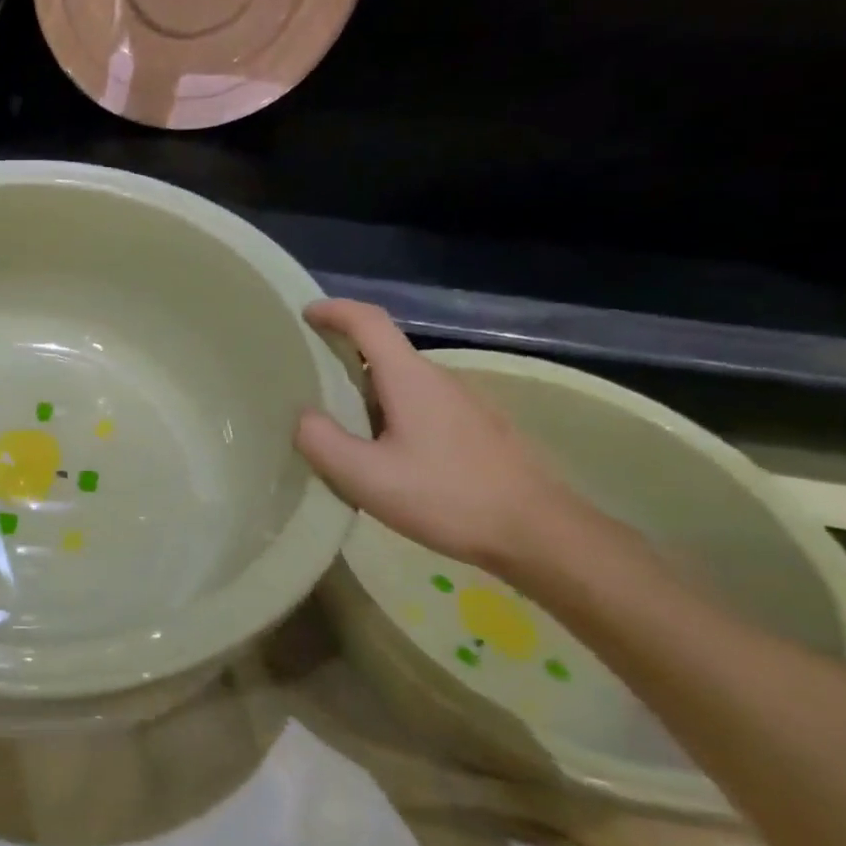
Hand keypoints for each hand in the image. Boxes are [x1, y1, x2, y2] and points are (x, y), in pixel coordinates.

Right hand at [294, 299, 574, 569]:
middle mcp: (440, 380)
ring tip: (339, 429)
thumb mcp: (366, 477)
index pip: (369, 322)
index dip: (334, 311)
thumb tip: (305, 416)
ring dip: (366, 393)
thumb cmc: (447, 498)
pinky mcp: (479, 430)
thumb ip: (322, 441)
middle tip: (307, 383)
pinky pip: (421, 407)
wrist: (541, 535)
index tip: (305, 314)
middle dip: (343, 358)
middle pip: (384, 353)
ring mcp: (465, 404)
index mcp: (410, 379)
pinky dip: (391, 414)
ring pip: (403, 384)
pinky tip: (384, 456)